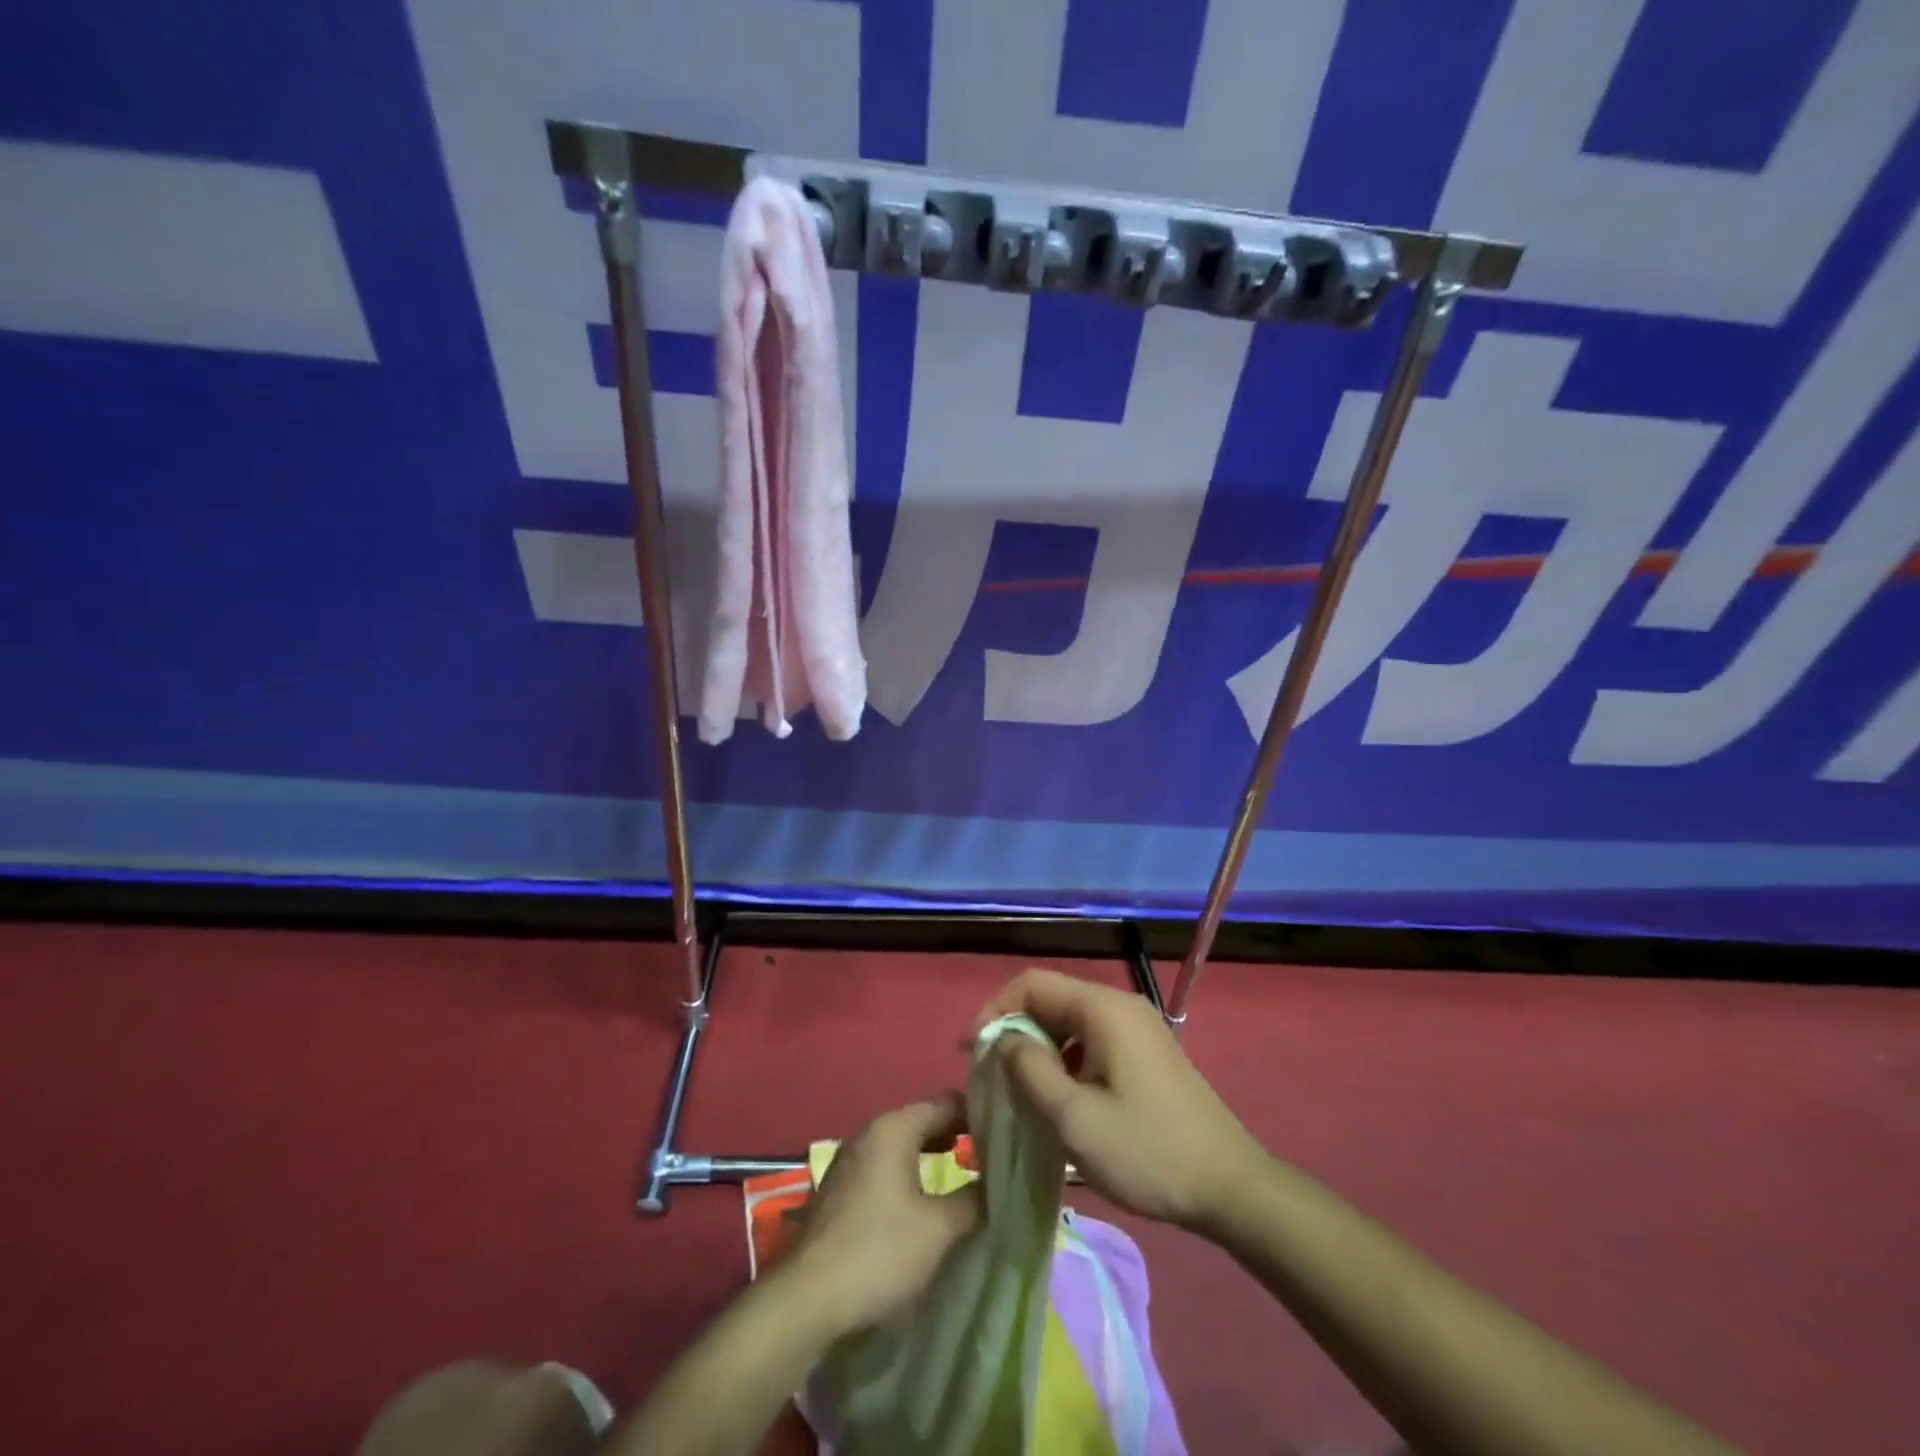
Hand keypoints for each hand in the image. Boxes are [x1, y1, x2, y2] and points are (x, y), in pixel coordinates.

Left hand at [787, 1094, 981, 1332]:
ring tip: (962, 1177)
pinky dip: (909, 1172)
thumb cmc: (879, 1251)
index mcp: (894, 1127)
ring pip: (902, 1144)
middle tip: (989, 1158)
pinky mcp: (840, 1187)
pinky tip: (923, 1201)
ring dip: (932, 1156)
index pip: (946, 1102)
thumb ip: (973, 1198)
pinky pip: (885, 1165)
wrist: (808, 1297)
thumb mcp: (939, 1228)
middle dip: (956, 1135)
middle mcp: (870, 1131)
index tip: (1004, 1138)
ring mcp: (850, 1158)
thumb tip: (995, 1184)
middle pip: (923, 1119)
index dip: (978, 1116)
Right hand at [977, 969, 1266, 1233]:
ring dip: (1040, 1049)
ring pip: (1071, 1023)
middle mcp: (1121, 1006)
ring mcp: (1138, 1028)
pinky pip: (1093, 1041)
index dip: (995, 1010)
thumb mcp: (1075, 1118)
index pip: (1033, 983)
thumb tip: (1005, 1040)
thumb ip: (1031, 1070)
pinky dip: (1067, 1061)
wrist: (1230, 1188)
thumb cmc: (1147, 1152)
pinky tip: (1061, 1100)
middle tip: (993, 1077)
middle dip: (1016, 1031)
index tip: (974, 1053)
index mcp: (1103, 1009)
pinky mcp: (1147, 1053)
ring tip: (1021, 1093)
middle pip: (1052, 999)